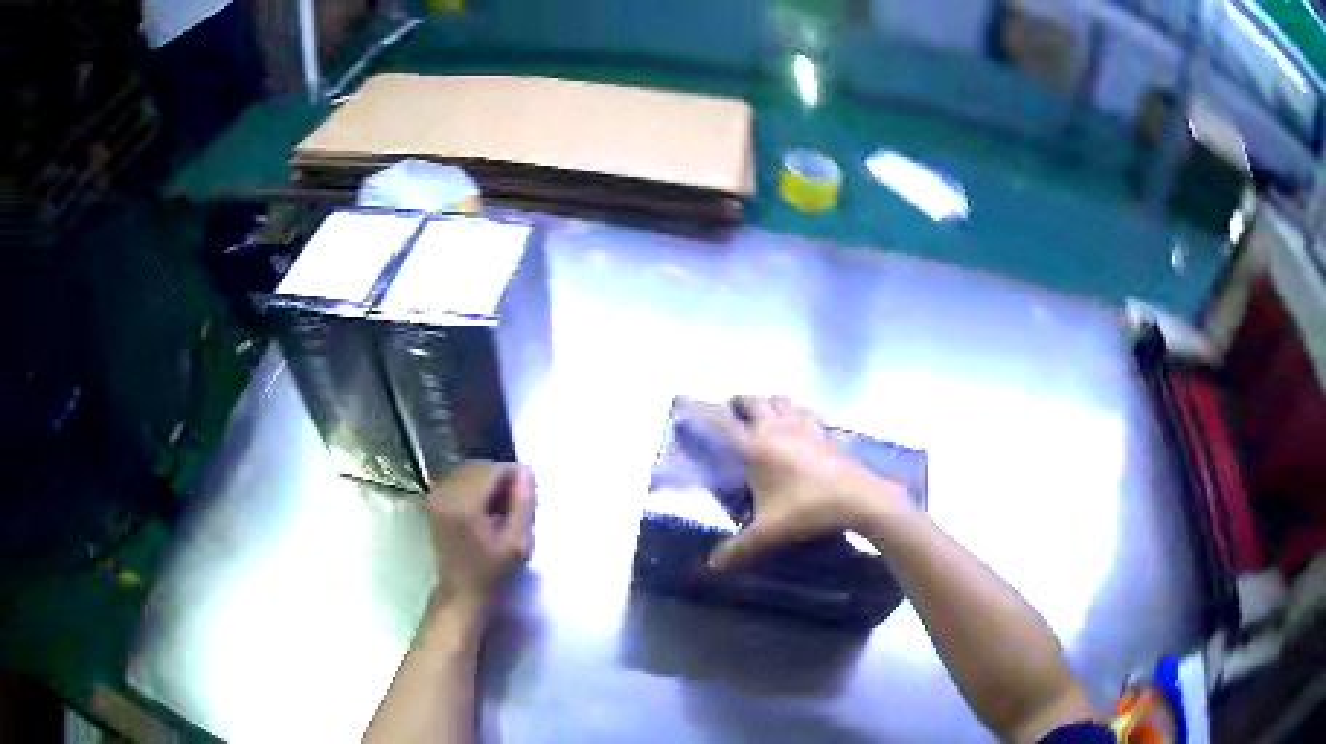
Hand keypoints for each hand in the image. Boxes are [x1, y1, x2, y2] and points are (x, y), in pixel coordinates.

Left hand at [425, 461, 534, 613]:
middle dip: (500, 478)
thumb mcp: (517, 542)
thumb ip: (523, 503)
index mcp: (464, 504)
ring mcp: (435, 495)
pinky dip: (474, 487)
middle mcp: (444, 493)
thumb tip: (525, 471)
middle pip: (479, 466)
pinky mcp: (433, 500)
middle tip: (515, 503)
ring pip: (469, 471)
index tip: (526, 497)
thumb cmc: (493, 572)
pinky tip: (484, 508)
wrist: (461, 592)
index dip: (513, 476)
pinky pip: (458, 479)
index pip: (493, 469)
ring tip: (500, 507)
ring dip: (487, 482)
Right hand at [703, 396, 907, 569]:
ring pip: (781, 400)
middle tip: (730, 412)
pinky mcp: (824, 432)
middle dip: (738, 402)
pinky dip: (796, 412)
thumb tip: (712, 565)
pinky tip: (799, 426)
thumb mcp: (768, 533)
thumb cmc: (806, 510)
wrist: (856, 497)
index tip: (684, 401)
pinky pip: (805, 412)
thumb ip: (738, 548)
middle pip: (753, 401)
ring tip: (763, 415)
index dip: (700, 411)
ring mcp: (804, 426)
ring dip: (768, 402)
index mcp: (755, 447)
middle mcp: (776, 428)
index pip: (721, 423)